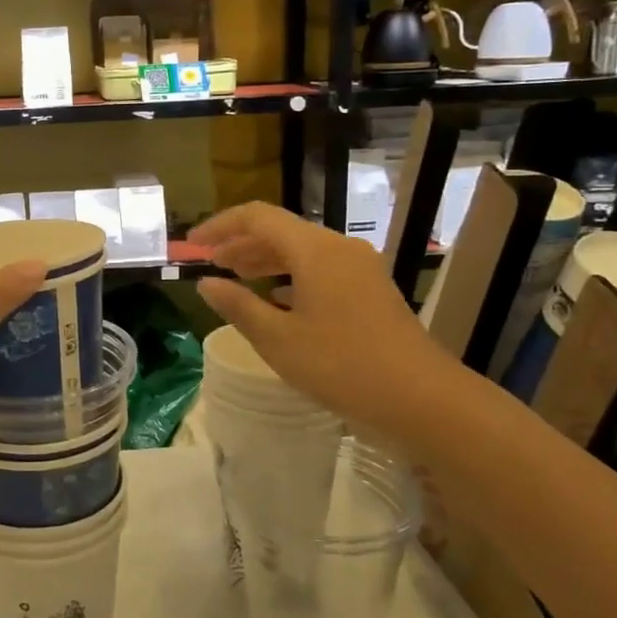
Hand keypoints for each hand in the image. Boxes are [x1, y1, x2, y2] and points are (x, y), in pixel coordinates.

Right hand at [189, 202, 446, 436]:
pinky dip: (290, 277)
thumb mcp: (277, 339)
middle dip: (240, 244)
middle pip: (280, 231)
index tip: (192, 246)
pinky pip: (321, 269)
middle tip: (210, 264)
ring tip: (236, 278)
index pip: (257, 217)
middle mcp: (339, 248)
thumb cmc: (342, 366)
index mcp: (314, 250)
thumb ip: (238, 306)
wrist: (423, 400)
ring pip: (302, 251)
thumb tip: (205, 284)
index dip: (220, 226)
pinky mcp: (370, 290)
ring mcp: (360, 268)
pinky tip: (276, 301)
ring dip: (265, 260)